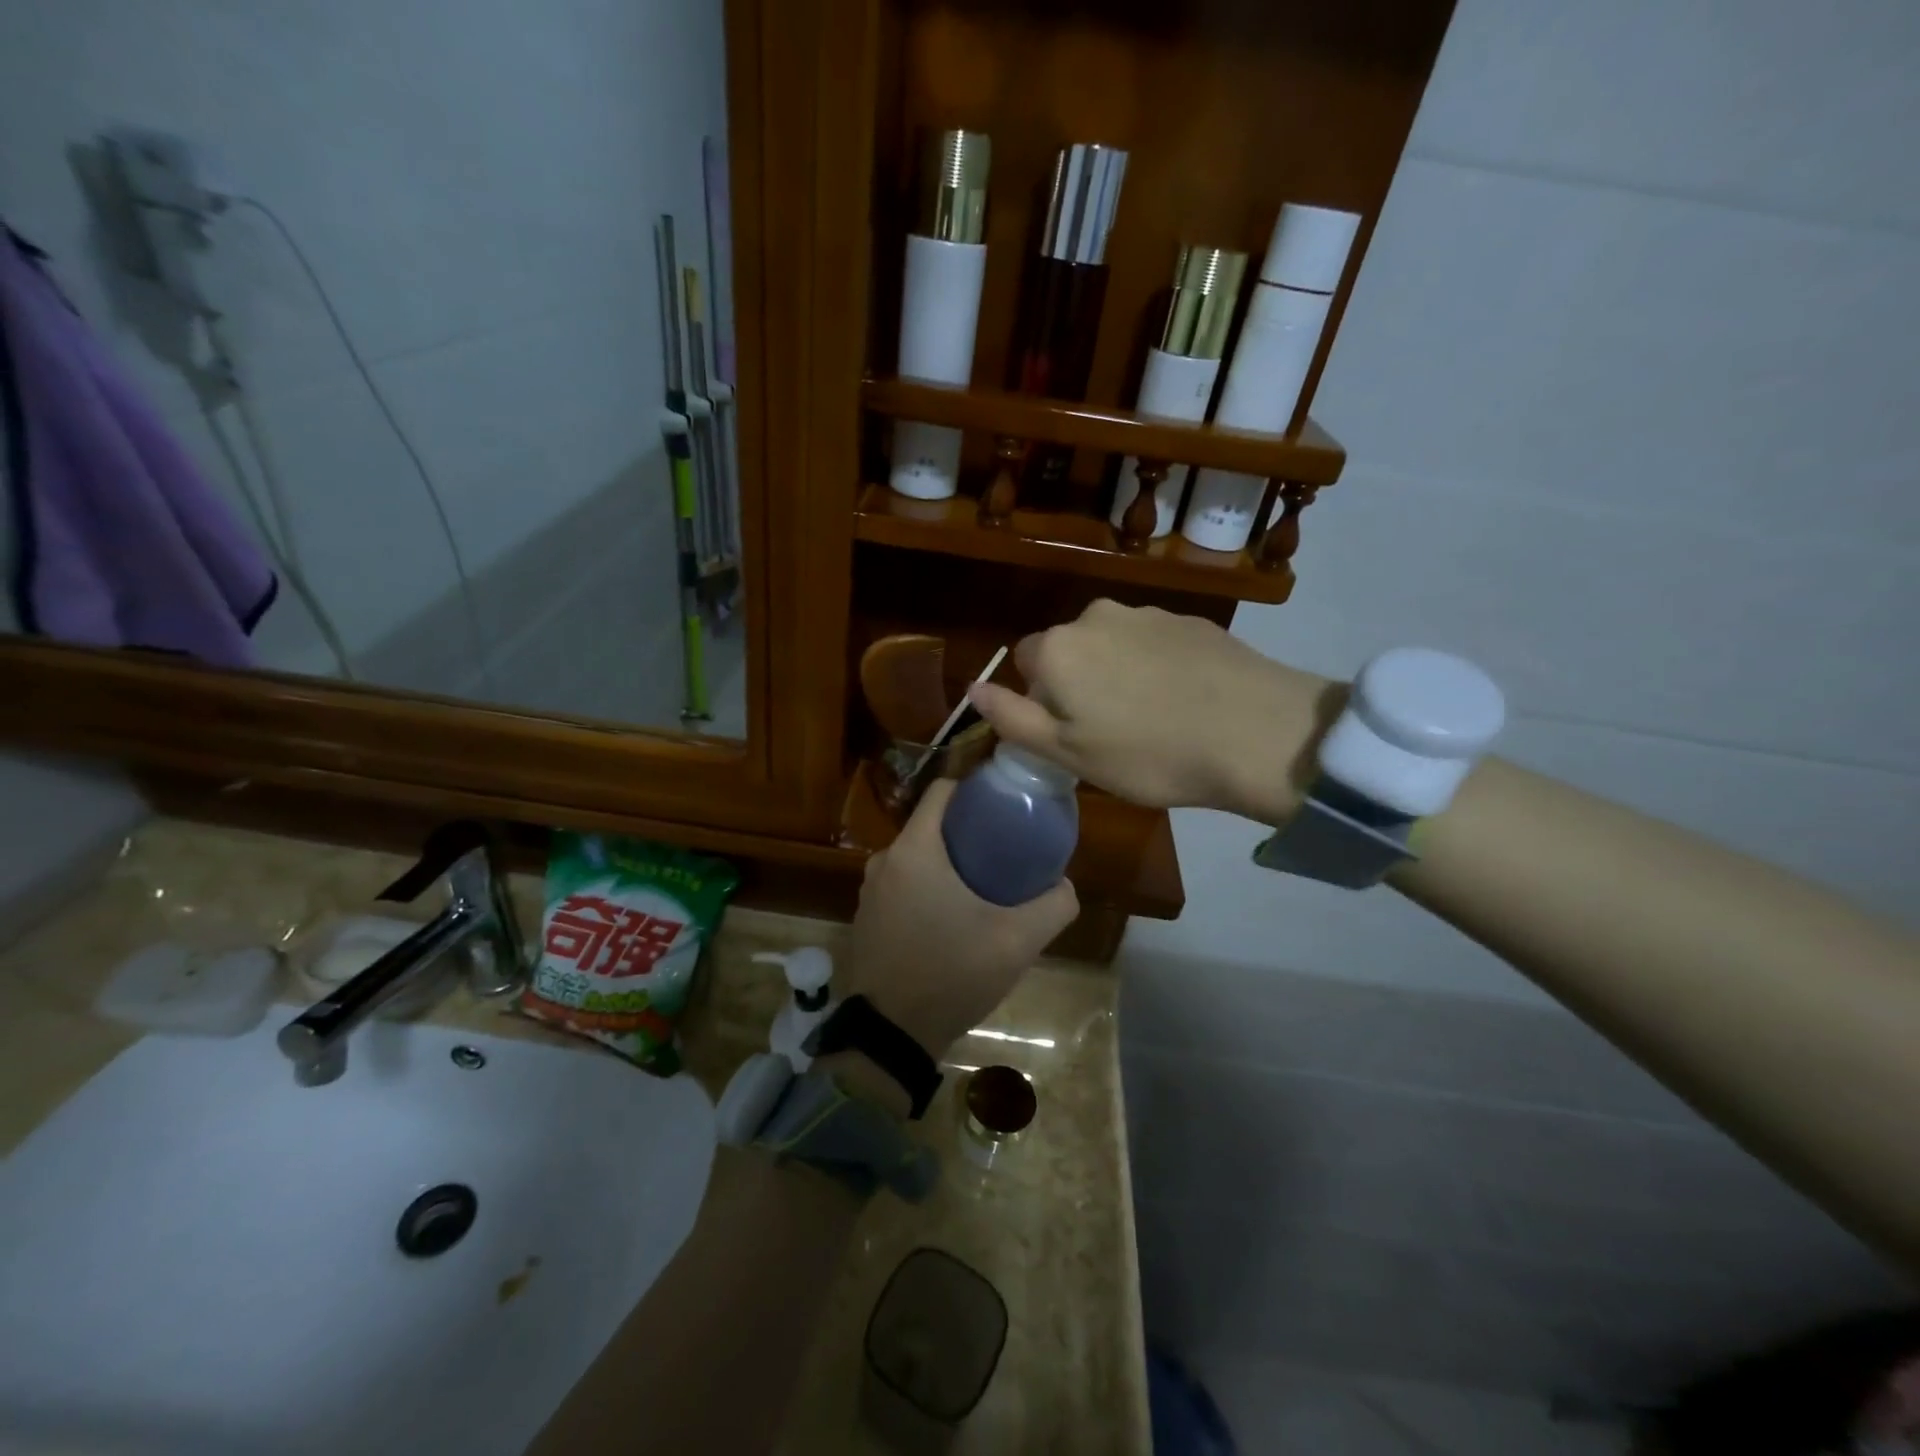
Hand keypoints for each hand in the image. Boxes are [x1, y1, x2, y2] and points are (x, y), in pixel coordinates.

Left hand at [837, 779, 1078, 1061]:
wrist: (892, 1035)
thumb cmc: (952, 974)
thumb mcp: (1017, 941)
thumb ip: (1053, 905)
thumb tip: (1066, 885)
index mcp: (915, 850)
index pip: (942, 790)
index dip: (975, 788)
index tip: (1005, 801)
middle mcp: (884, 860)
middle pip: (932, 825)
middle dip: (967, 829)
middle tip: (1005, 846)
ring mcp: (870, 890)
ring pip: (917, 856)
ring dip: (947, 861)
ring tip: (984, 880)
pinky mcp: (867, 917)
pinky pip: (902, 883)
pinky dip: (927, 886)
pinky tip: (953, 913)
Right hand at [968, 599, 1337, 825]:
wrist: (1257, 733)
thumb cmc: (1149, 754)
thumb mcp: (1068, 752)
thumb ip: (1012, 718)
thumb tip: (972, 688)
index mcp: (1059, 647)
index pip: (1024, 662)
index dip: (1042, 701)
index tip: (1072, 735)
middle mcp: (1097, 615)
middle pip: (1069, 650)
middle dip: (1078, 684)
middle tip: (1110, 732)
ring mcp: (1149, 613)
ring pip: (1113, 645)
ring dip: (1118, 674)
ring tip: (1153, 719)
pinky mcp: (1192, 620)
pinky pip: (1154, 644)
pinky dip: (1157, 668)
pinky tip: (1186, 702)